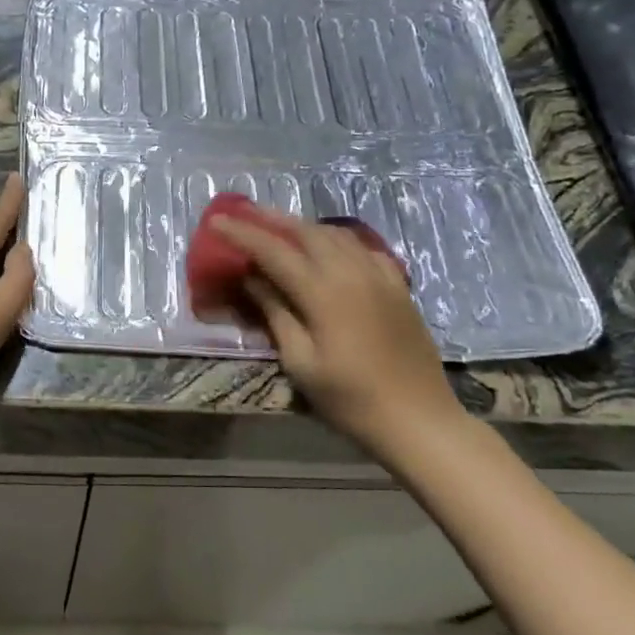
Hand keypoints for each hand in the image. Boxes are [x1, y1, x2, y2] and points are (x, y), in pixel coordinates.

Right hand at [214, 211, 461, 451]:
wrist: (419, 419)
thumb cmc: (350, 399)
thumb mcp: (301, 362)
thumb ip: (276, 313)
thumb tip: (253, 278)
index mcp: (323, 292)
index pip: (273, 251)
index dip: (242, 234)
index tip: (216, 221)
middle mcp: (351, 272)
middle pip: (306, 232)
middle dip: (273, 220)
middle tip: (246, 214)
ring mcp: (379, 276)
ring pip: (336, 234)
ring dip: (305, 226)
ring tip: (282, 227)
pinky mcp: (397, 286)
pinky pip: (363, 248)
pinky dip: (338, 240)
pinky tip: (331, 249)